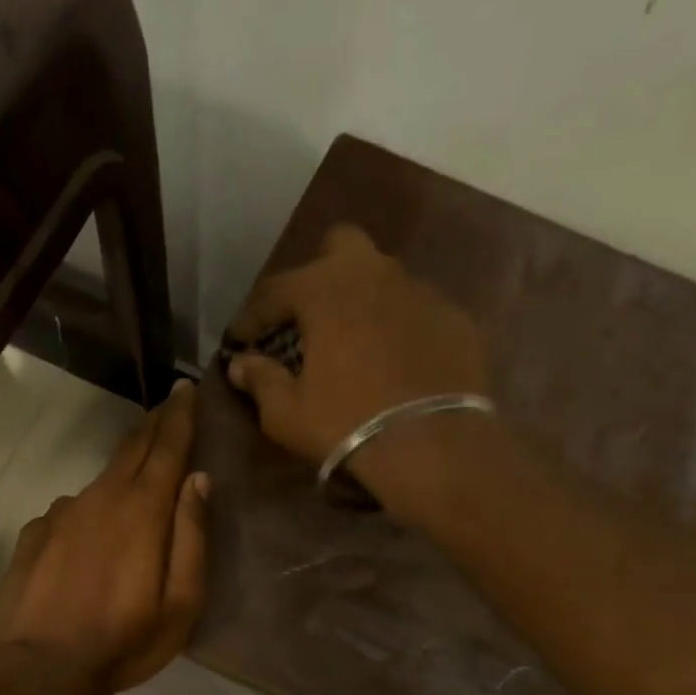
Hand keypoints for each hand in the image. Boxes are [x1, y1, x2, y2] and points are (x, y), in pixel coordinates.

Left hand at [0, 380, 208, 694]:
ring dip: (122, 471)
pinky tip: (88, 536)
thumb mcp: (181, 602)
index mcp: (142, 510)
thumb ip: (192, 536)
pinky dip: (88, 510)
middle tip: (168, 406)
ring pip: (100, 481)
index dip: (180, 415)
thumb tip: (198, 480)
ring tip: (135, 479)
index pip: (167, 446)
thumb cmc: (124, 641)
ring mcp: (61, 514)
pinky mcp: (34, 534)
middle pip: (131, 448)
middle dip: (153, 424)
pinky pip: (70, 511)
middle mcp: (100, 498)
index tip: (187, 388)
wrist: (44, 669)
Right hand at [223, 225, 491, 492]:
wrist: (433, 447)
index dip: (251, 317)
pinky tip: (395, 363)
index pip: (274, 289)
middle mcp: (375, 274)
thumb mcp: (287, 413)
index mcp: (325, 289)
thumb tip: (240, 365)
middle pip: (339, 247)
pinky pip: (416, 312)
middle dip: (318, 275)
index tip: (239, 341)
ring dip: (361, 302)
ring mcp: (421, 292)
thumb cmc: (346, 424)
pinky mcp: (455, 318)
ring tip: (353, 344)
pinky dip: (398, 329)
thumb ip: (260, 380)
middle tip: (307, 319)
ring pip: (383, 278)